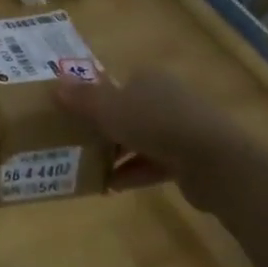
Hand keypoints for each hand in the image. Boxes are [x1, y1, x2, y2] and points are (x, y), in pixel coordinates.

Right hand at [54, 67, 241, 209]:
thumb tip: (55, 84)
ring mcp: (182, 129)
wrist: (213, 161)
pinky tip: (111, 187)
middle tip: (81, 143)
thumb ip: (82, 99)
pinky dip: (134, 172)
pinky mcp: (190, 159)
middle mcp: (167, 98)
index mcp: (150, 79)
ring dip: (119, 153)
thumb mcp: (110, 109)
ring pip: (142, 138)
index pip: (120, 83)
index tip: (79, 116)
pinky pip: (155, 163)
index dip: (99, 98)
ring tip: (91, 168)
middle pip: (130, 111)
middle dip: (108, 128)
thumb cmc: (156, 124)